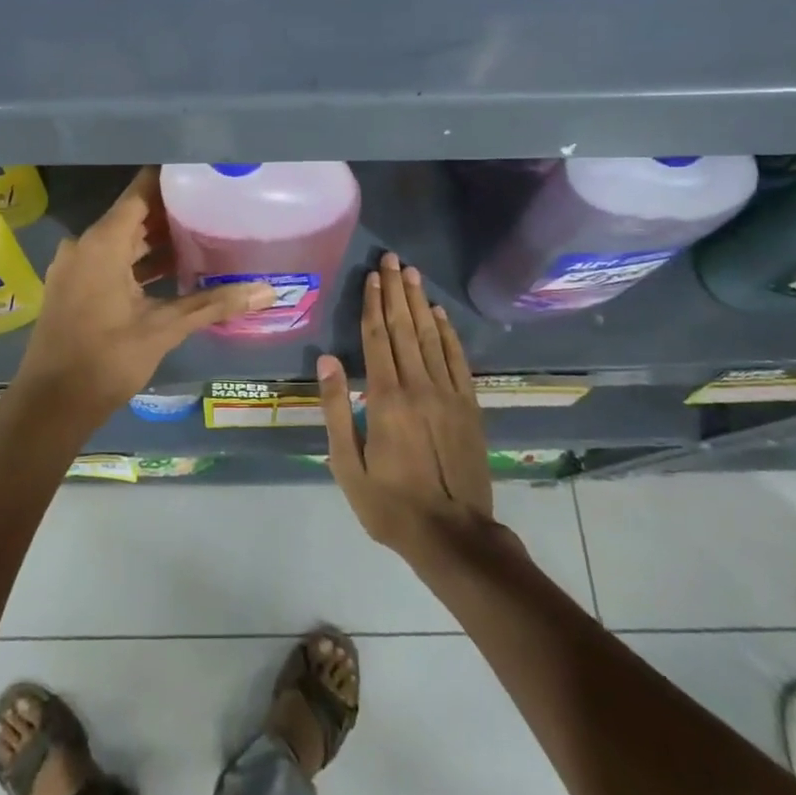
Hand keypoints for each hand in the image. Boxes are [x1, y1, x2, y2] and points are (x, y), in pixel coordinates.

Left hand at [9, 167, 274, 429]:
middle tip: (215, 206)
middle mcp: (84, 244)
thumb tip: (267, 291)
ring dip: (157, 240)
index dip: (172, 179)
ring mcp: (75, 266)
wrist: (51, 405)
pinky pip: (110, 260)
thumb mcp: (164, 329)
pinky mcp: (73, 286)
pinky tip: (174, 271)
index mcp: (103, 242)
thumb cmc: (106, 360)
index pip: (141, 191)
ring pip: (122, 240)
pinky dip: (139, 261)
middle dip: (172, 212)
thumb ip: (214, 304)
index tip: (204, 172)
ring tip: (203, 236)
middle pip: (133, 215)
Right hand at [320, 252, 492, 555]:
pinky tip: (440, 314)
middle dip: (396, 291)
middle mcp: (418, 386)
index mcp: (385, 399)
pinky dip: (449, 333)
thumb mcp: (347, 465)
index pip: (377, 338)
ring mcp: (448, 394)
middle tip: (392, 259)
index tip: (371, 275)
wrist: (453, 535)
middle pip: (405, 328)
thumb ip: (336, 410)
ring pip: (431, 337)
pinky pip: (458, 360)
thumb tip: (326, 360)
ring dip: (420, 303)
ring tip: (412, 273)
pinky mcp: (469, 406)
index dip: (373, 304)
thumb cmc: (389, 504)